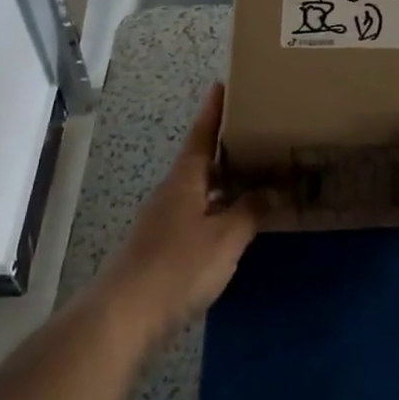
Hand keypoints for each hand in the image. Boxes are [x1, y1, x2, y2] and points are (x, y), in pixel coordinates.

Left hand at [95, 85, 259, 348]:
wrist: (125, 314)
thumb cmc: (177, 266)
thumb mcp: (225, 237)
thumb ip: (251, 211)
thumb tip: (273, 190)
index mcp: (185, 180)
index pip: (202, 135)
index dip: (213, 110)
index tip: (223, 85)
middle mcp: (172, 193)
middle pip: (201, 160)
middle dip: (226, 145)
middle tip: (258, 131)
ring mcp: (165, 220)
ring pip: (201, 189)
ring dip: (225, 179)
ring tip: (257, 172)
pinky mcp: (164, 246)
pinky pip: (199, 213)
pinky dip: (219, 208)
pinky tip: (236, 220)